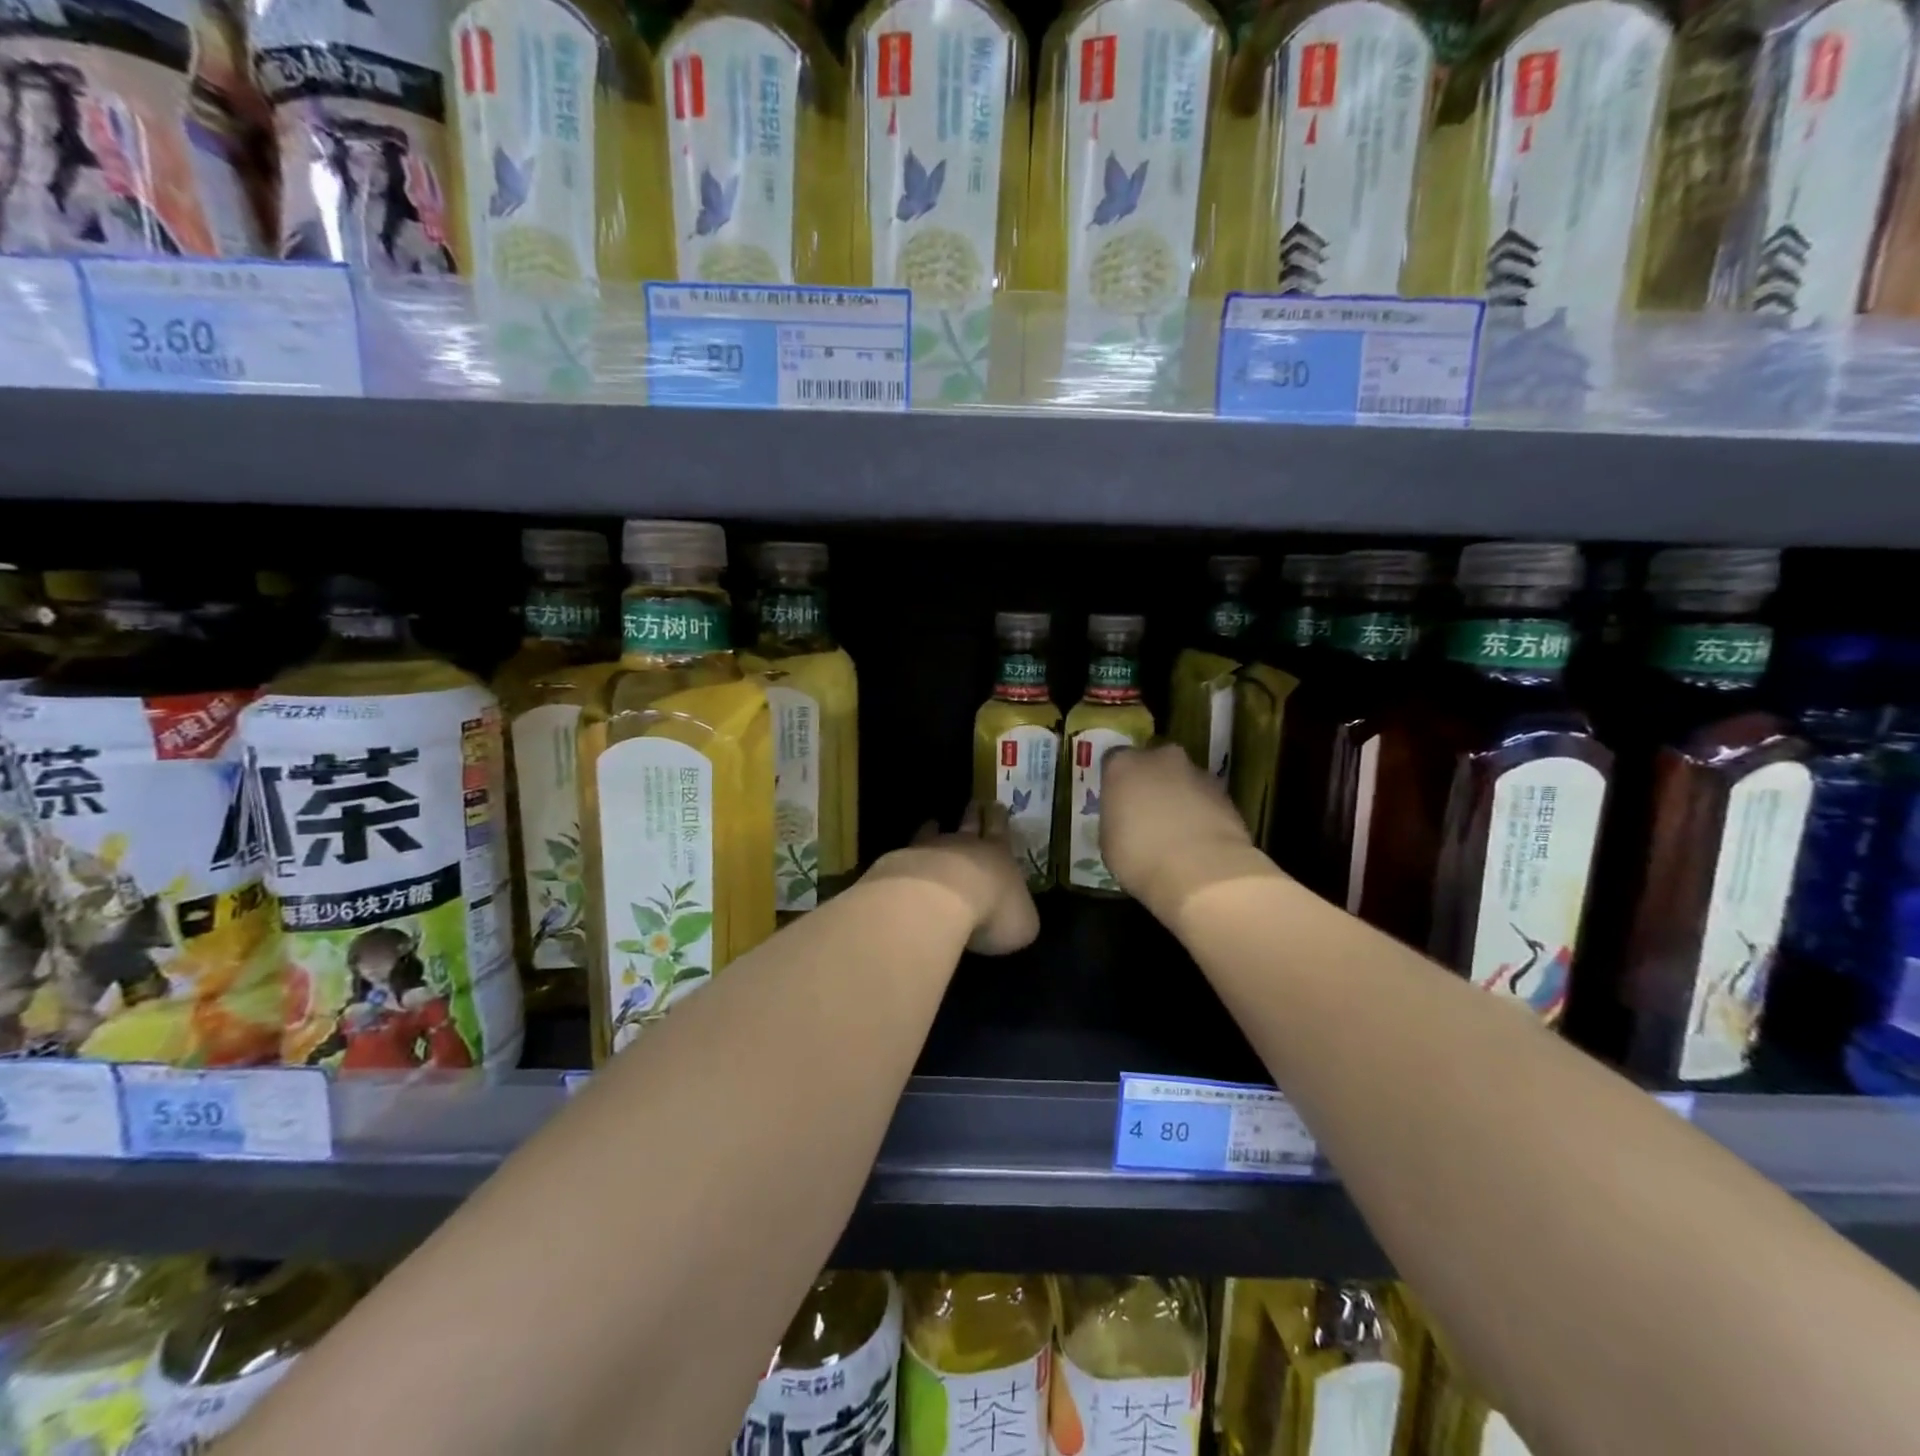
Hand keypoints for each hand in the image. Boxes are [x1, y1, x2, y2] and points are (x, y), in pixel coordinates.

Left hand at [866, 802, 1040, 956]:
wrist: (940, 901)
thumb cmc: (993, 912)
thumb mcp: (1022, 924)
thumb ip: (1020, 917)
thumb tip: (1017, 917)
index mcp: (999, 855)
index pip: (1001, 831)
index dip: (1000, 819)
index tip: (996, 804)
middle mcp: (965, 846)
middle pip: (970, 824)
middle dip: (973, 814)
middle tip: (973, 803)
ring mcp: (930, 851)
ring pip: (933, 834)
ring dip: (934, 829)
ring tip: (932, 823)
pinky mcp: (902, 865)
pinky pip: (906, 856)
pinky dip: (907, 856)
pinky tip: (903, 858)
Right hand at [1100, 744, 1275, 921]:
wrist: (1201, 871)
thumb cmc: (1139, 856)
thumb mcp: (1108, 842)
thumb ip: (1116, 820)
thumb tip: (1126, 822)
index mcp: (1123, 765)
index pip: (1114, 763)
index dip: (1117, 784)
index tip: (1117, 805)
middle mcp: (1160, 758)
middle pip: (1153, 765)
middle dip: (1151, 784)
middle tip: (1147, 816)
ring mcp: (1197, 773)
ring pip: (1183, 781)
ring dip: (1179, 799)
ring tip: (1178, 834)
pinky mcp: (1226, 794)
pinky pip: (1206, 800)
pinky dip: (1202, 814)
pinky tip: (1199, 843)